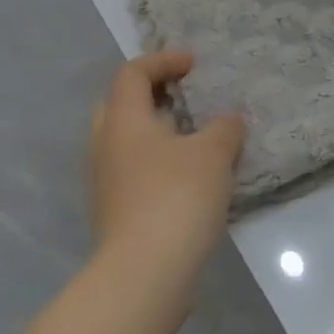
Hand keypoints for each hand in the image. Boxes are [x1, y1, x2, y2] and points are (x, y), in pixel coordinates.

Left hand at [91, 52, 243, 267]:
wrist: (145, 272)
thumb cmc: (177, 198)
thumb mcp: (213, 154)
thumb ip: (224, 128)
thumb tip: (228, 120)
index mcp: (123, 120)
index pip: (132, 73)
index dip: (163, 61)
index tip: (195, 65)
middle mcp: (105, 144)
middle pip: (120, 103)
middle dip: (152, 93)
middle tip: (184, 96)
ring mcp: (105, 180)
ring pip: (126, 140)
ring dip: (156, 130)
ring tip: (193, 136)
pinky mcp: (114, 210)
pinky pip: (133, 169)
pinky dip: (156, 159)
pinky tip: (187, 175)